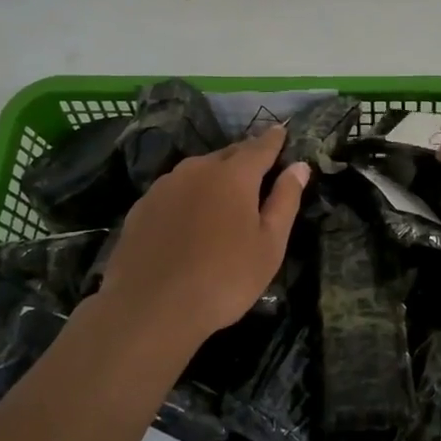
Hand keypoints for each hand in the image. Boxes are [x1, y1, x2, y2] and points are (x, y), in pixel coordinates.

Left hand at [96, 125, 309, 346]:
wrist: (150, 309)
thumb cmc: (223, 278)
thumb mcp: (269, 245)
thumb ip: (285, 200)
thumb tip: (299, 166)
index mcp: (234, 175)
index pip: (261, 146)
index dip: (274, 139)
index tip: (282, 132)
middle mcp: (198, 169)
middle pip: (229, 154)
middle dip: (246, 157)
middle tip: (259, 170)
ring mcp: (165, 186)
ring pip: (198, 170)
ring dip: (215, 176)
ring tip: (224, 197)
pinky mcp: (142, 206)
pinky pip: (174, 190)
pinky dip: (188, 195)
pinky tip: (189, 220)